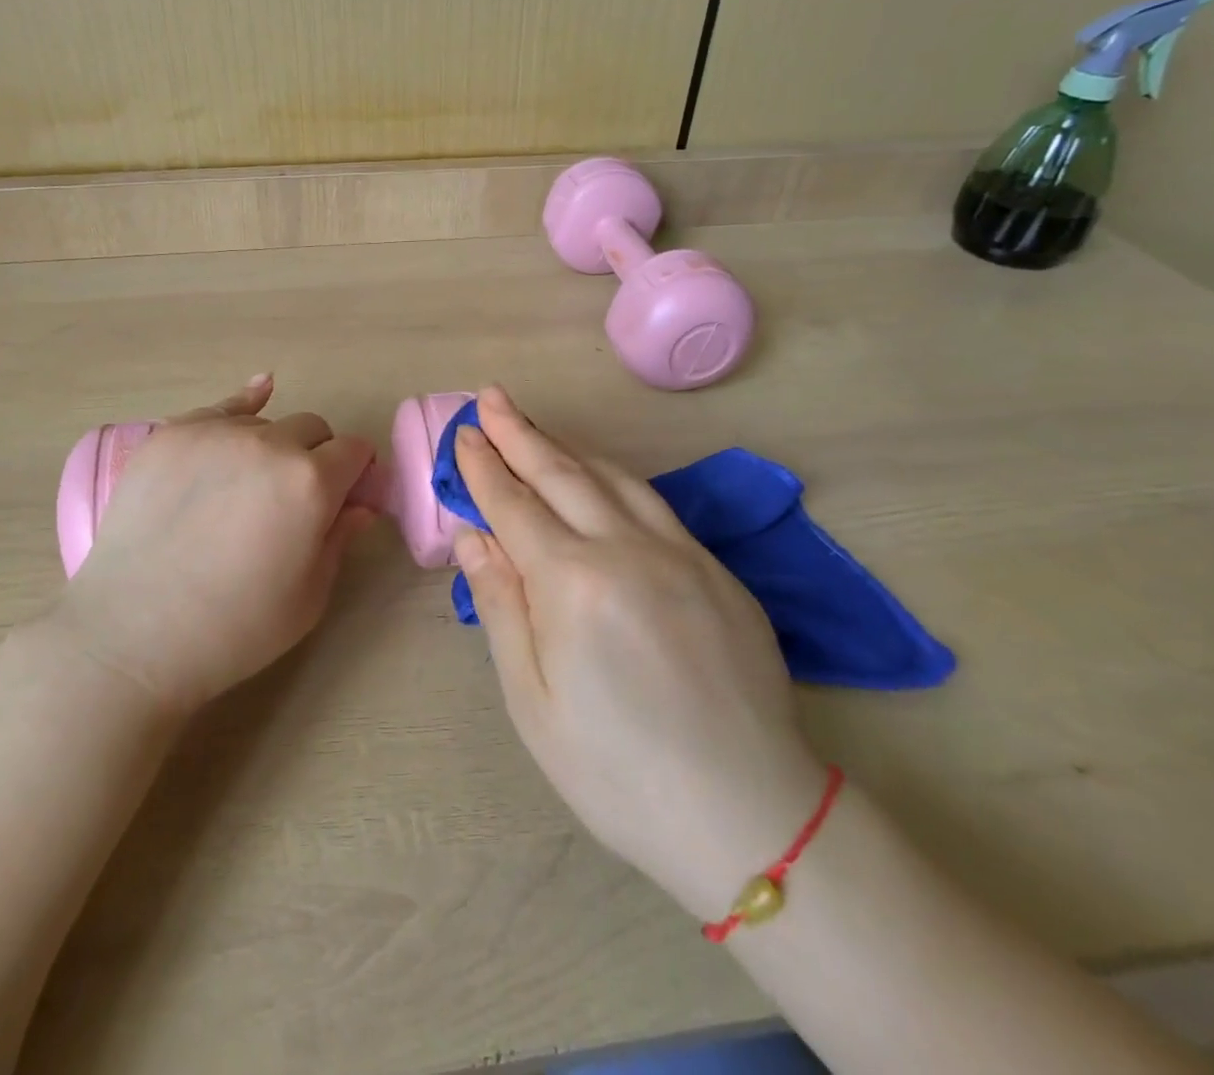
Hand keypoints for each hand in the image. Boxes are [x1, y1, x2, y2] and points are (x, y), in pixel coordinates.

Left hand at [57, 375, 375, 712]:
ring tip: (248, 487)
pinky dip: (242, 405)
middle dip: (318, 455)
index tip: (346, 496)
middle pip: (312, 428)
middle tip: (296, 499)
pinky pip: (219, 407)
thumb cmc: (234, 629)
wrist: (132, 636)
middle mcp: (269, 443)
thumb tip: (359, 505)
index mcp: (311, 482)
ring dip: (272, 446)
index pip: (355, 451)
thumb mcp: (308, 597)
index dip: (357, 473)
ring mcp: (214, 433)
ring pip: (265, 422)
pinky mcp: (170, 435)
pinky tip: (258, 393)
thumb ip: (339, 539)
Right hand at [453, 385, 826, 921]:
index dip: (484, 467)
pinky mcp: (715, 568)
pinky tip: (598, 475)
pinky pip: (652, 502)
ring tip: (534, 426)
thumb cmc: (618, 772)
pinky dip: (612, 476)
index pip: (514, 505)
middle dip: (519, 432)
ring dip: (566, 445)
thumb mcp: (533, 702)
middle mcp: (627, 548)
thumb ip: (502, 607)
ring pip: (610, 476)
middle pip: (561, 472)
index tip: (464, 434)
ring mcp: (679, 552)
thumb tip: (474, 538)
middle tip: (491, 398)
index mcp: (574, 583)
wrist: (749, 815)